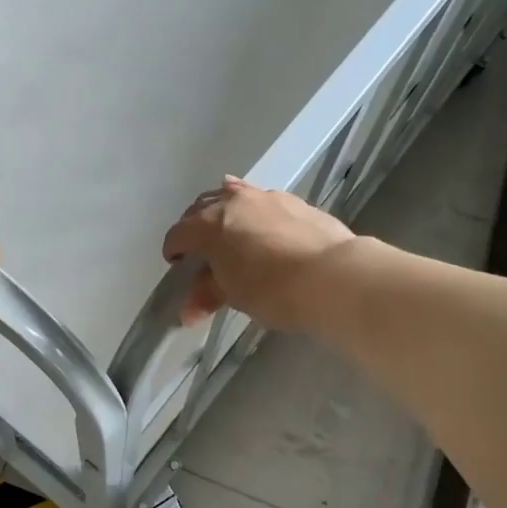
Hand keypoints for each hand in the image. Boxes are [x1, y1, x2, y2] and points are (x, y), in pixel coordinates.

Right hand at [161, 177, 353, 330]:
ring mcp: (265, 197)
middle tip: (200, 250)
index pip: (178, 234)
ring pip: (233, 196)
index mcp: (208, 224)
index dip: (173, 251)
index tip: (176, 266)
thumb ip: (208, 294)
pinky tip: (264, 231)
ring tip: (229, 233)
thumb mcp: (233, 295)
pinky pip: (262, 202)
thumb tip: (188, 311)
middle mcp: (232, 201)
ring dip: (224, 213)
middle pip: (201, 207)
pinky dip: (254, 214)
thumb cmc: (271, 290)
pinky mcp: (294, 202)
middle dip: (195, 227)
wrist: (333, 276)